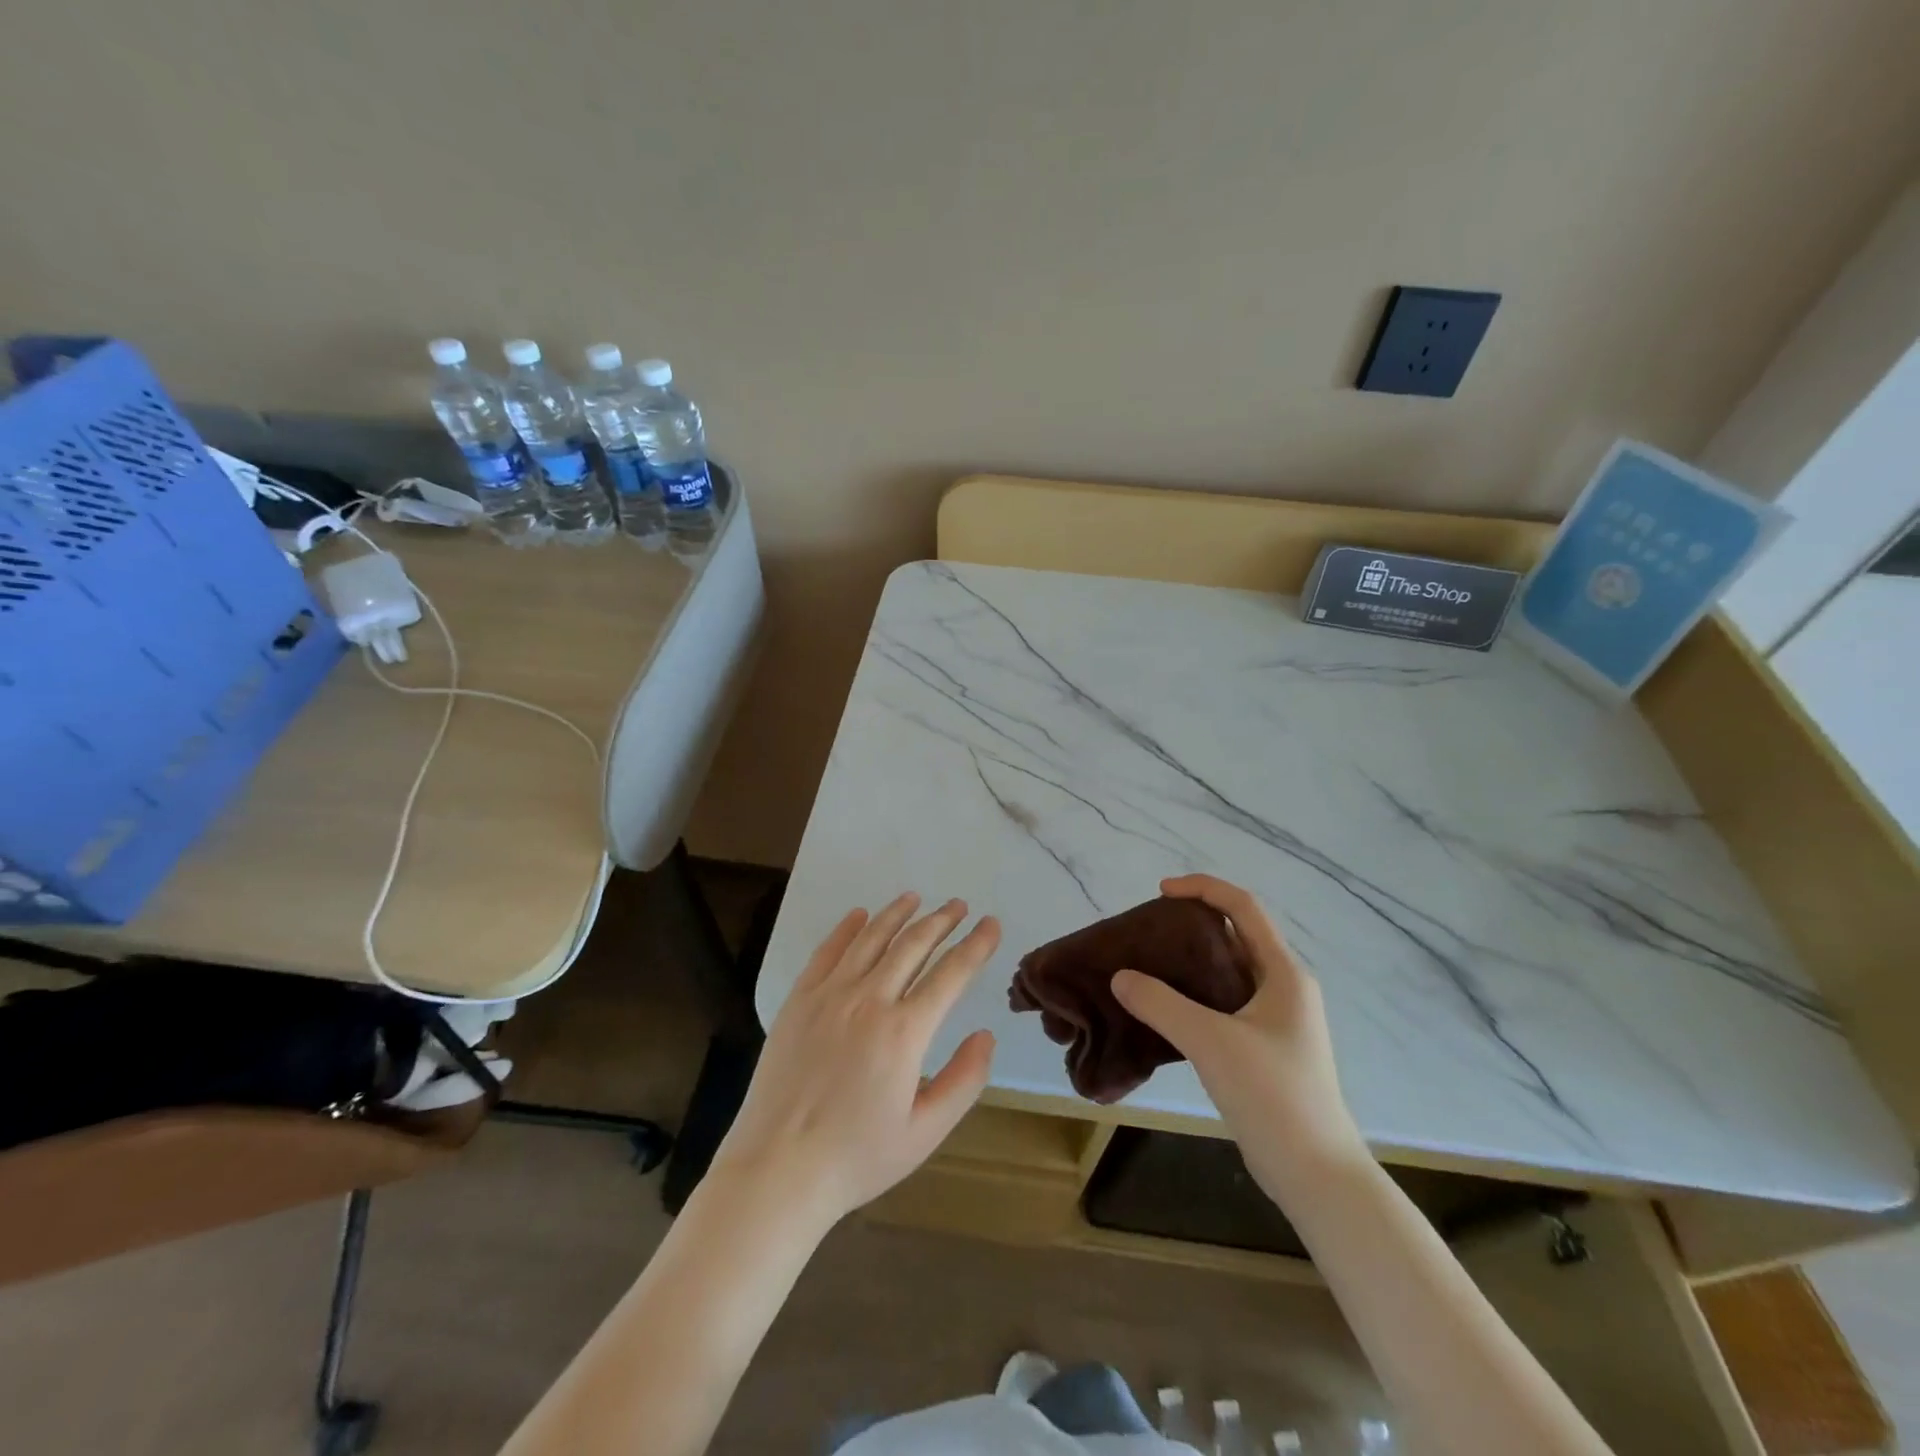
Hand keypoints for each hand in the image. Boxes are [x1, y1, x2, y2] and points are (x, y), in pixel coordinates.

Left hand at [709, 894, 999, 1230]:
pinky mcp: (798, 1000)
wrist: (777, 1168)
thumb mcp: (925, 1133)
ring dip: (897, 914)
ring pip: (871, 939)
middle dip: (941, 921)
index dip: (976, 945)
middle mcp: (869, 1000)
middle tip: (959, 905)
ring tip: (916, 898)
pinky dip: (847, 928)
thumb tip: (986, 1035)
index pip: (951, 974)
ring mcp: (829, 995)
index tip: (991, 924)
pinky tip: (859, 915)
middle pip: (912, 945)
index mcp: (904, 1032)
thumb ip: (963, 1081)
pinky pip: (827, 951)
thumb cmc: (856, 1157)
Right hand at [1111, 875, 1365, 1196]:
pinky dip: (1194, 995)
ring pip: (1228, 972)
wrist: (1316, 1174)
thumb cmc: (1272, 1095)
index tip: (1160, 892)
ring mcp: (1276, 1020)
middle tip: (1147, 931)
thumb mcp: (1211, 1042)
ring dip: (1190, 962)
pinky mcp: (1264, 1048)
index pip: (1244, 907)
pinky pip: (1224, 1003)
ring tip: (1147, 965)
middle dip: (1191, 924)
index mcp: (1283, 973)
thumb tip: (1119, 976)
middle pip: (1235, 936)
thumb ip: (1161, 1004)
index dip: (1203, 888)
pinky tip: (1163, 1009)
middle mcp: (1284, 988)